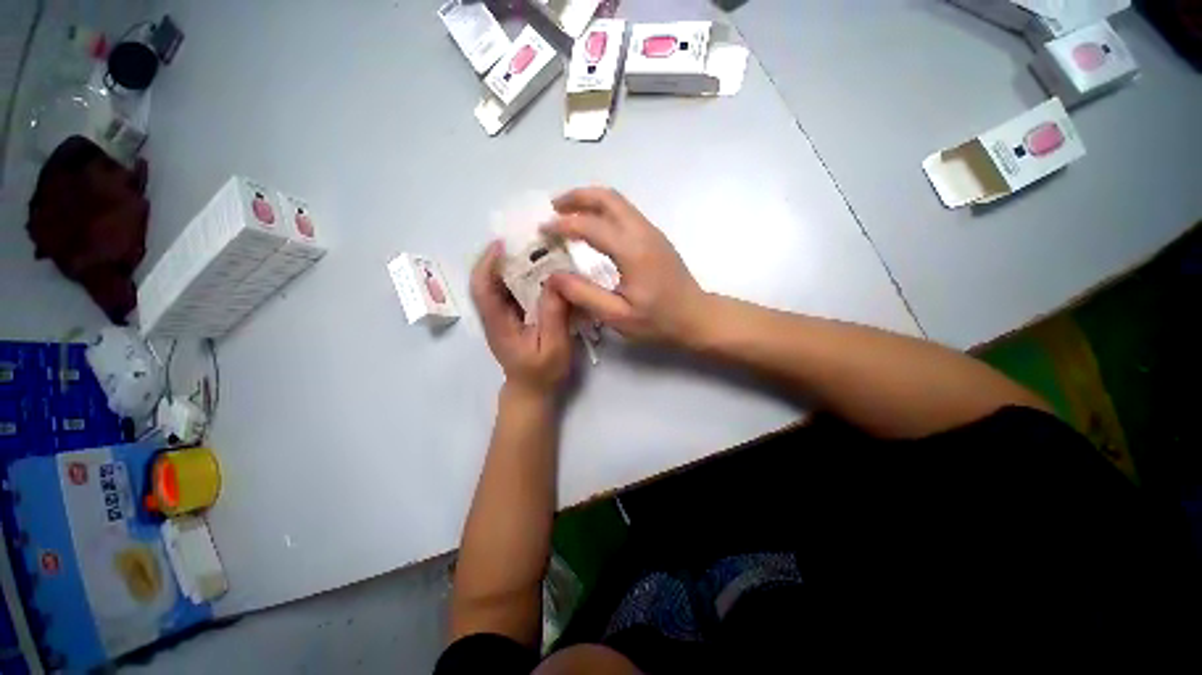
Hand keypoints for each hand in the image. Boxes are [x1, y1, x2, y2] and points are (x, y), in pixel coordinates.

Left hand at [471, 241, 572, 396]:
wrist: (532, 391)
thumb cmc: (542, 374)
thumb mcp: (553, 346)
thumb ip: (554, 314)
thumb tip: (556, 279)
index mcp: (498, 323)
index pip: (482, 288)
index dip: (487, 263)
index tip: (502, 243)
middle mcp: (494, 317)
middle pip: (490, 280)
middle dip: (505, 258)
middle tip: (530, 242)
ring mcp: (502, 317)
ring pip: (502, 285)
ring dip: (516, 266)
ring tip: (539, 252)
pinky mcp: (512, 318)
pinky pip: (514, 292)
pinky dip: (525, 279)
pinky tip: (544, 274)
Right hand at [545, 187, 710, 346]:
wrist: (697, 317)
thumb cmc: (659, 321)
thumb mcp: (618, 316)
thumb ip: (584, 294)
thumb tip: (553, 277)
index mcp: (632, 250)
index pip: (590, 225)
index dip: (562, 225)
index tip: (542, 230)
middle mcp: (643, 232)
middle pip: (607, 198)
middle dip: (577, 197)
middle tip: (553, 208)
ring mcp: (651, 231)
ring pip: (618, 202)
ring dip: (590, 201)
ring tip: (567, 213)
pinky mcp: (655, 237)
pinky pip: (625, 213)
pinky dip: (604, 211)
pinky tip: (593, 227)